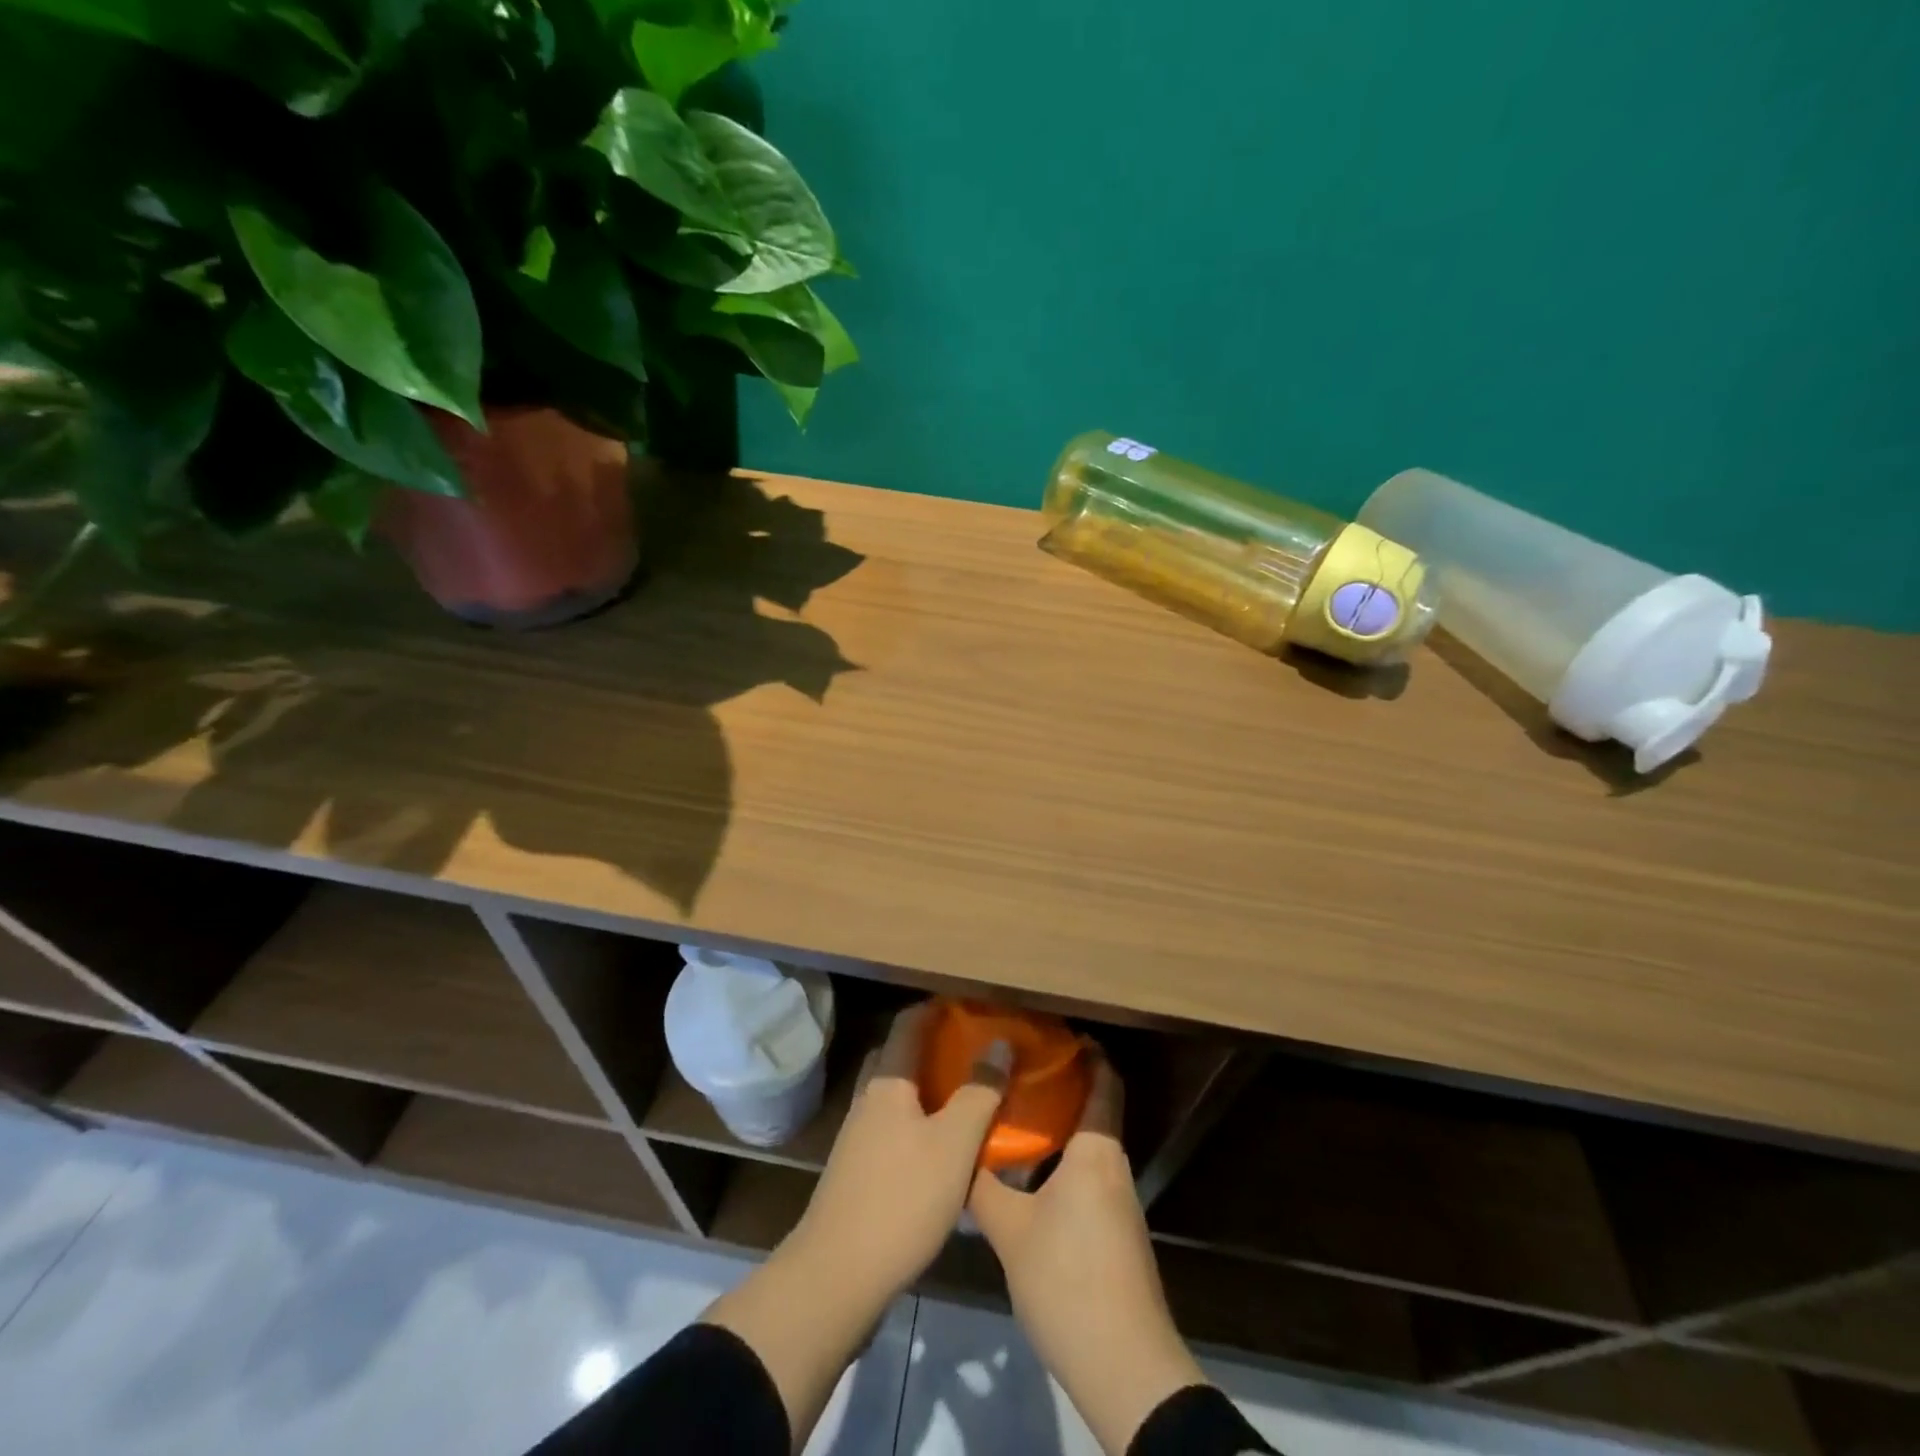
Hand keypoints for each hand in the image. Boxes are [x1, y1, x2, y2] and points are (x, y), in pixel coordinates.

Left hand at [704, 1003, 1009, 1451]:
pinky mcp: (857, 1170)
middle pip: (898, 1055)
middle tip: (972, 1050)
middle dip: (932, 1045)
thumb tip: (1000, 1044)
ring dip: (925, 1085)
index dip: (938, 1008)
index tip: (972, 1006)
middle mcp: (867, 1099)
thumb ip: (979, 1092)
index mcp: (887, 1082)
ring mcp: (857, 1136)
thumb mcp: (954, 1145)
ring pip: (894, 1093)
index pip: (909, 1023)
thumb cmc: (901, 1199)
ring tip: (964, 1094)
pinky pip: (891, 1125)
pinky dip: (917, 1119)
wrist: (837, 1277)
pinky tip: (940, 1145)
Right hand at [968, 1051, 1206, 1455]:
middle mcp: (1113, 1167)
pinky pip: (1087, 1175)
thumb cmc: (1068, 1280)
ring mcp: (1118, 1203)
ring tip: (1013, 1115)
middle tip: (1016, 1070)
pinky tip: (1027, 1174)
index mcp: (1096, 1152)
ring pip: (1088, 1146)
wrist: (1123, 1367)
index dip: (1087, 1052)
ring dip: (1059, 1126)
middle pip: (1094, 1110)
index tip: (1054, 1032)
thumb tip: (958, 1153)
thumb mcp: (1011, 1231)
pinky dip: (1061, 1160)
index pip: (1104, 1082)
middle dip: (1061, 1085)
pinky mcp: (1114, 1233)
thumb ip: (983, 1187)